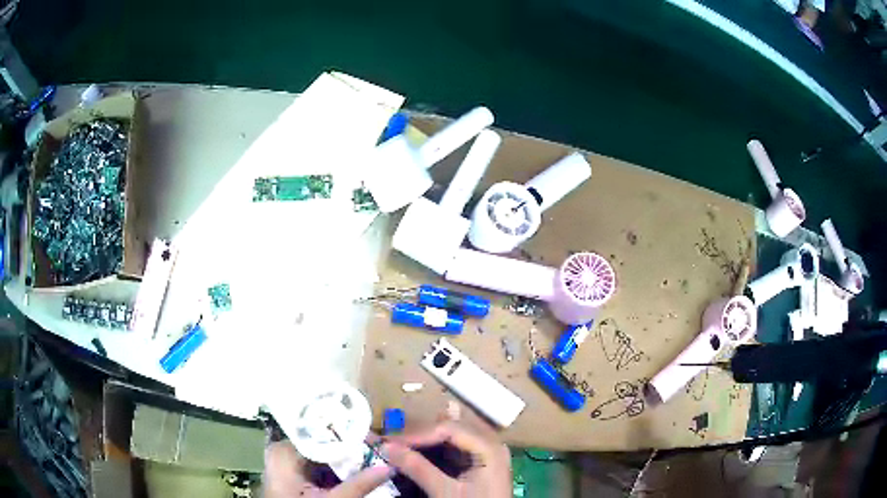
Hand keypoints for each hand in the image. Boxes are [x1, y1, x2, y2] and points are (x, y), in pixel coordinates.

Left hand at [263, 440, 394, 497]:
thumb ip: (359, 484)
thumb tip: (390, 467)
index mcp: (285, 451)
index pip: (321, 434)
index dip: (349, 437)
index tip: (374, 440)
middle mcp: (282, 450)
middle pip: (321, 443)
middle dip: (348, 449)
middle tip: (376, 450)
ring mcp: (285, 461)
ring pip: (320, 454)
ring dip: (343, 459)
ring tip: (369, 458)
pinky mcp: (290, 473)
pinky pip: (315, 463)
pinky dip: (333, 469)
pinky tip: (352, 471)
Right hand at [381, 421, 511, 497]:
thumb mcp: (445, 492)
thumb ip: (418, 468)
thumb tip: (387, 447)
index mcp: (489, 447)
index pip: (449, 429)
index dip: (417, 434)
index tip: (390, 442)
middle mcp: (488, 445)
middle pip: (449, 431)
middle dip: (418, 437)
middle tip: (388, 443)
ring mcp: (483, 456)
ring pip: (448, 441)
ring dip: (422, 444)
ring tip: (395, 447)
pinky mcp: (475, 467)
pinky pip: (451, 453)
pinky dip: (431, 454)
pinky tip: (412, 456)